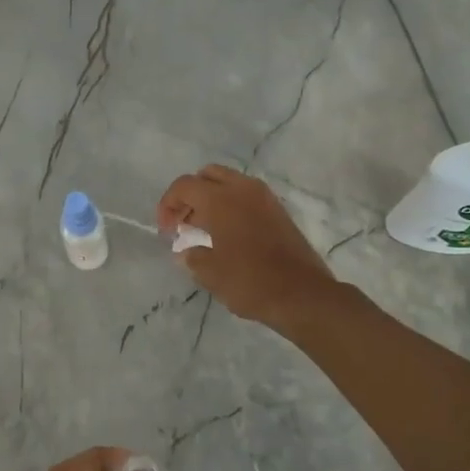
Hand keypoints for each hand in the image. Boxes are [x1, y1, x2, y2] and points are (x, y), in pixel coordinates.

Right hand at [157, 164, 341, 329]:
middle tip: (183, 222)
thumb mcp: (210, 274)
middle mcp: (242, 189)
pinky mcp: (278, 211)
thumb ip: (192, 257)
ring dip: (211, 199)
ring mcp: (264, 198)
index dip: (168, 204)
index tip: (166, 230)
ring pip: (229, 183)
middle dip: (190, 195)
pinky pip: (246, 196)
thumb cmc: (250, 281)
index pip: (184, 185)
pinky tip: (227, 234)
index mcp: (220, 199)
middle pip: (207, 176)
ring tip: (202, 230)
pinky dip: (231, 206)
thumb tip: (186, 252)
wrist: (303, 295)